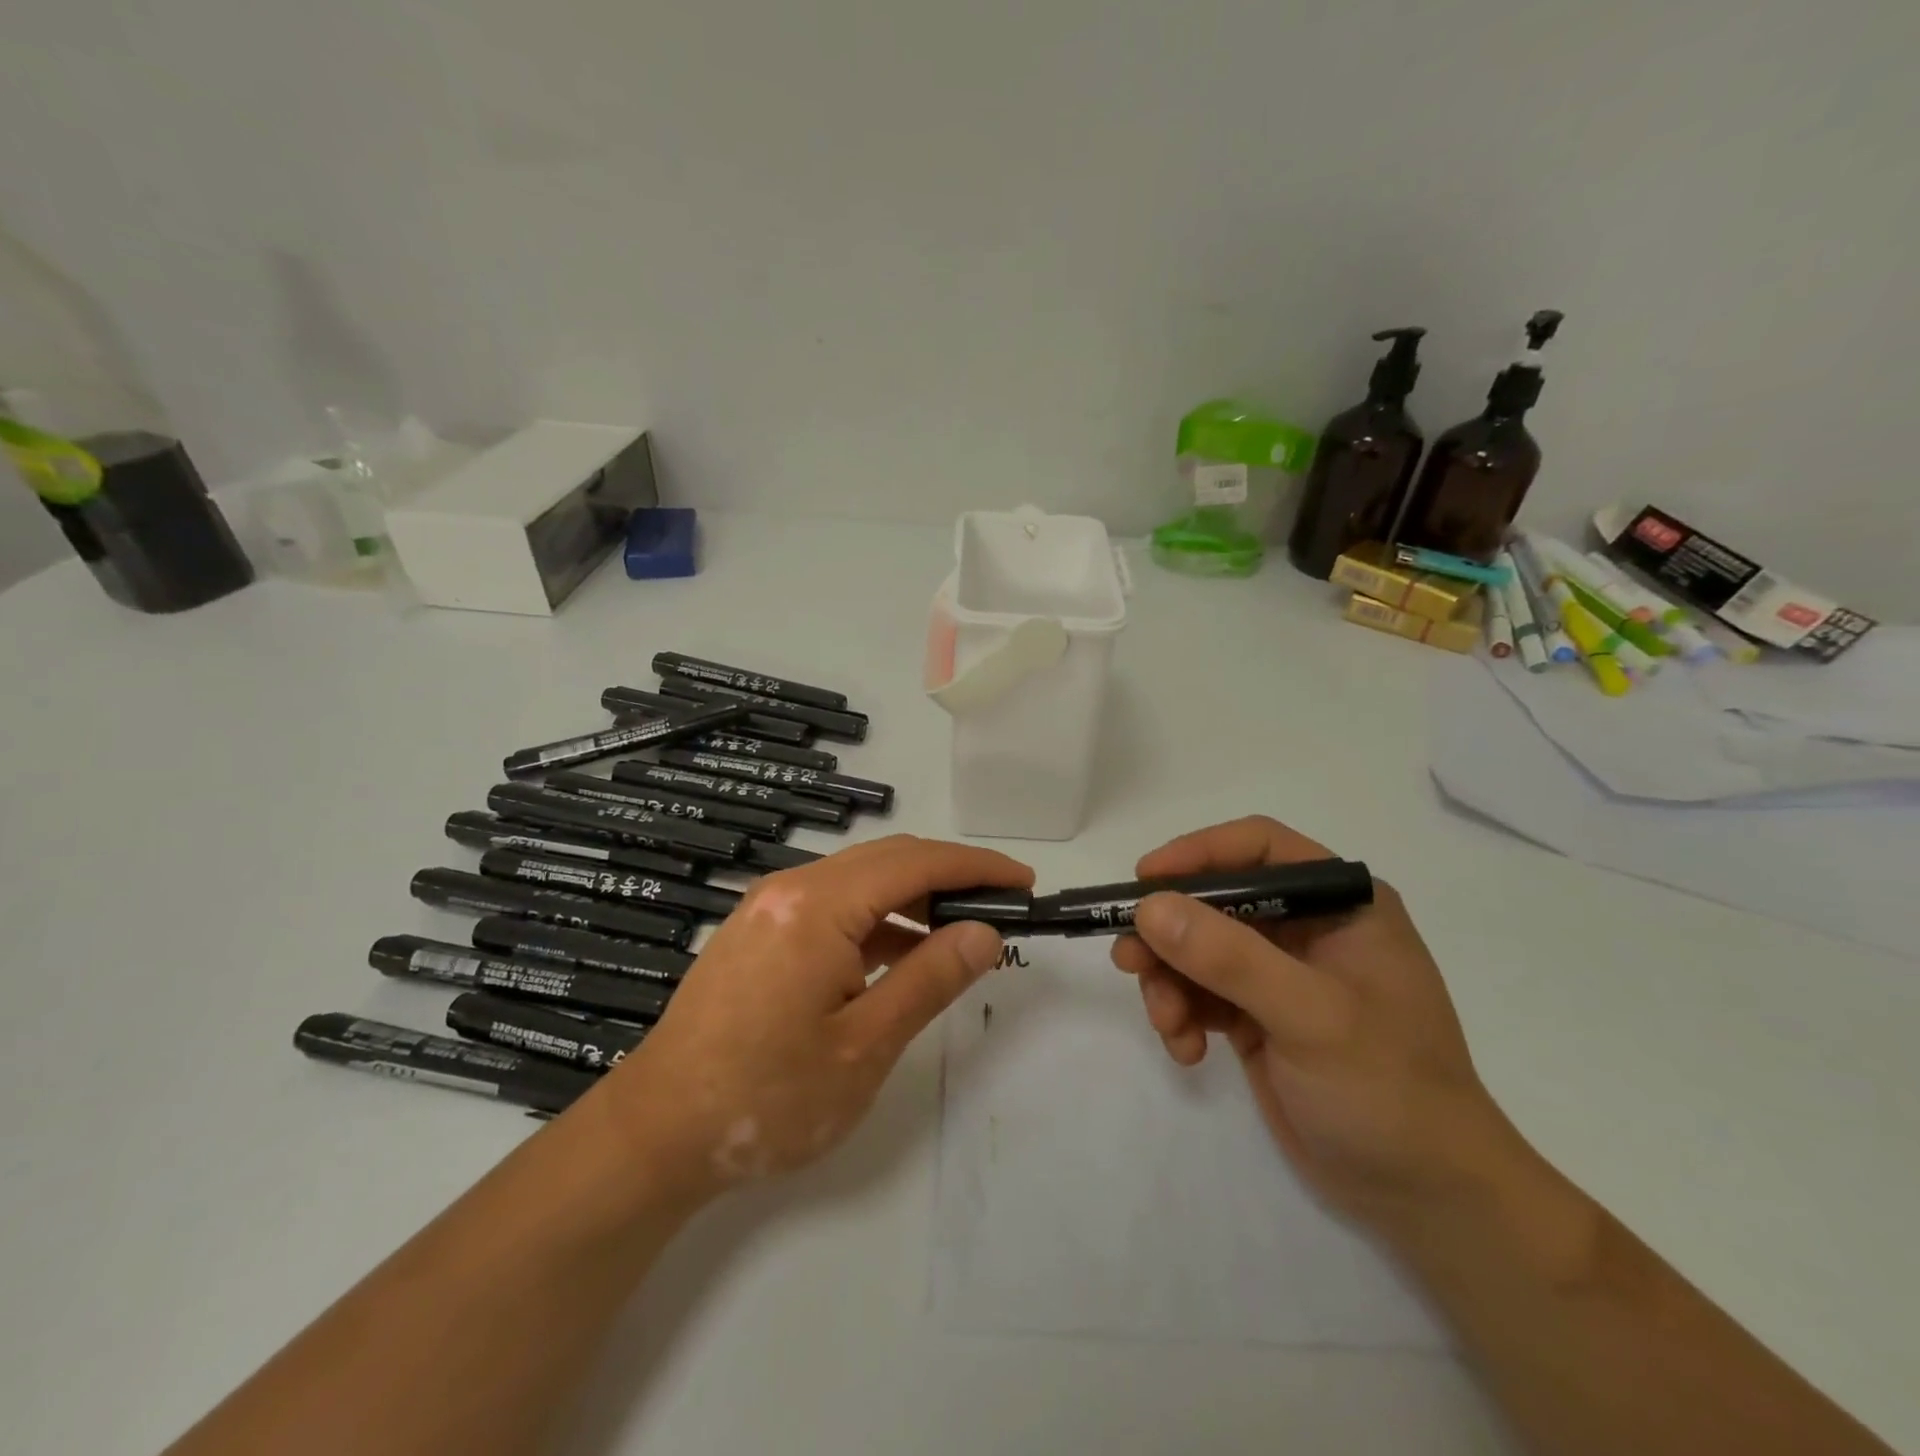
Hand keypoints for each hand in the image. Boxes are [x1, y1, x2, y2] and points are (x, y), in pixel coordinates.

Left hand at [600, 835, 1032, 1207]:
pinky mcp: (759, 931)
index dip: (975, 867)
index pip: (916, 863)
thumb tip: (984, 932)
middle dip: (949, 875)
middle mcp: (791, 888)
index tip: (1023, 882)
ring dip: (913, 897)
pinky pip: (833, 906)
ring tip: (960, 933)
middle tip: (1001, 907)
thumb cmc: (766, 1098)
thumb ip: (930, 980)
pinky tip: (901, 954)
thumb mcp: (864, 1046)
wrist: (656, 1133)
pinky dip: (876, 920)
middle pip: (887, 860)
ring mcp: (769, 907)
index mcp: (817, 905)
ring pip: (860, 880)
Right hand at [1112, 816, 1523, 1236]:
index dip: (1198, 853)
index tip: (1145, 881)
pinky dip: (1183, 1016)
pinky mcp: (1259, 1017)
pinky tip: (1188, 1052)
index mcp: (1340, 904)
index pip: (1259, 847)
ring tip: (1168, 1024)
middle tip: (1128, 960)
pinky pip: (1200, 994)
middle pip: (1215, 901)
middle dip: (1170, 933)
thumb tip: (1149, 908)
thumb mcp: (1310, 1016)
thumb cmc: (1387, 1090)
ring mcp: (1281, 974)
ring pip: (1198, 949)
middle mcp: (1308, 928)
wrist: (1426, 1198)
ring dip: (1170, 982)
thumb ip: (1229, 958)